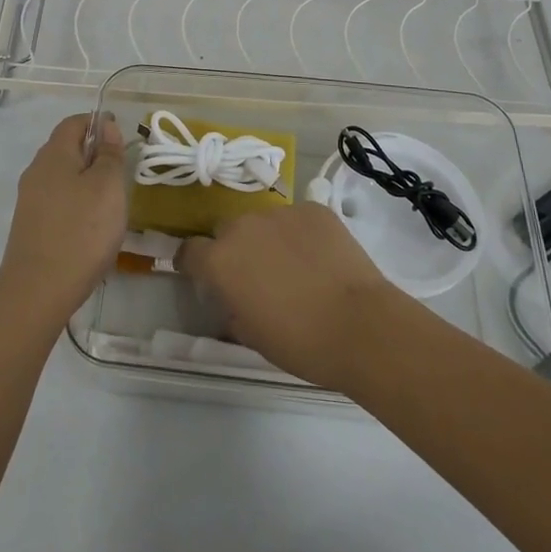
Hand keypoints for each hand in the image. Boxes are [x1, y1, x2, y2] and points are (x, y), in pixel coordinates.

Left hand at [0, 114, 126, 328]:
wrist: (37, 292)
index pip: (74, 123)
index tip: (122, 139)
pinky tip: (91, 228)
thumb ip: (109, 154)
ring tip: (111, 204)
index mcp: (53, 154)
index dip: (98, 123)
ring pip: (62, 178)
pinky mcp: (30, 227)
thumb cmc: (81, 231)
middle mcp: (36, 171)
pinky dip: (76, 205)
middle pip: (66, 149)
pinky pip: (57, 202)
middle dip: (94, 154)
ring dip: (86, 182)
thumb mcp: (108, 187)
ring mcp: (30, 201)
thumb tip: (106, 126)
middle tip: (121, 174)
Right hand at [177, 203, 410, 387]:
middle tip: (255, 275)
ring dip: (269, 239)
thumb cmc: (301, 342)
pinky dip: (301, 234)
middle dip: (234, 249)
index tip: (203, 276)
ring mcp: (280, 213)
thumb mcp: (252, 336)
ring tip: (294, 266)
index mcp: (220, 260)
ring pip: (263, 222)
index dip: (193, 263)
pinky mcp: (314, 209)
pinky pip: (297, 218)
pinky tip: (320, 258)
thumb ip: (232, 311)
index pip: (189, 251)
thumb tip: (232, 301)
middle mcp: (243, 227)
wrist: (361, 326)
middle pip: (227, 231)